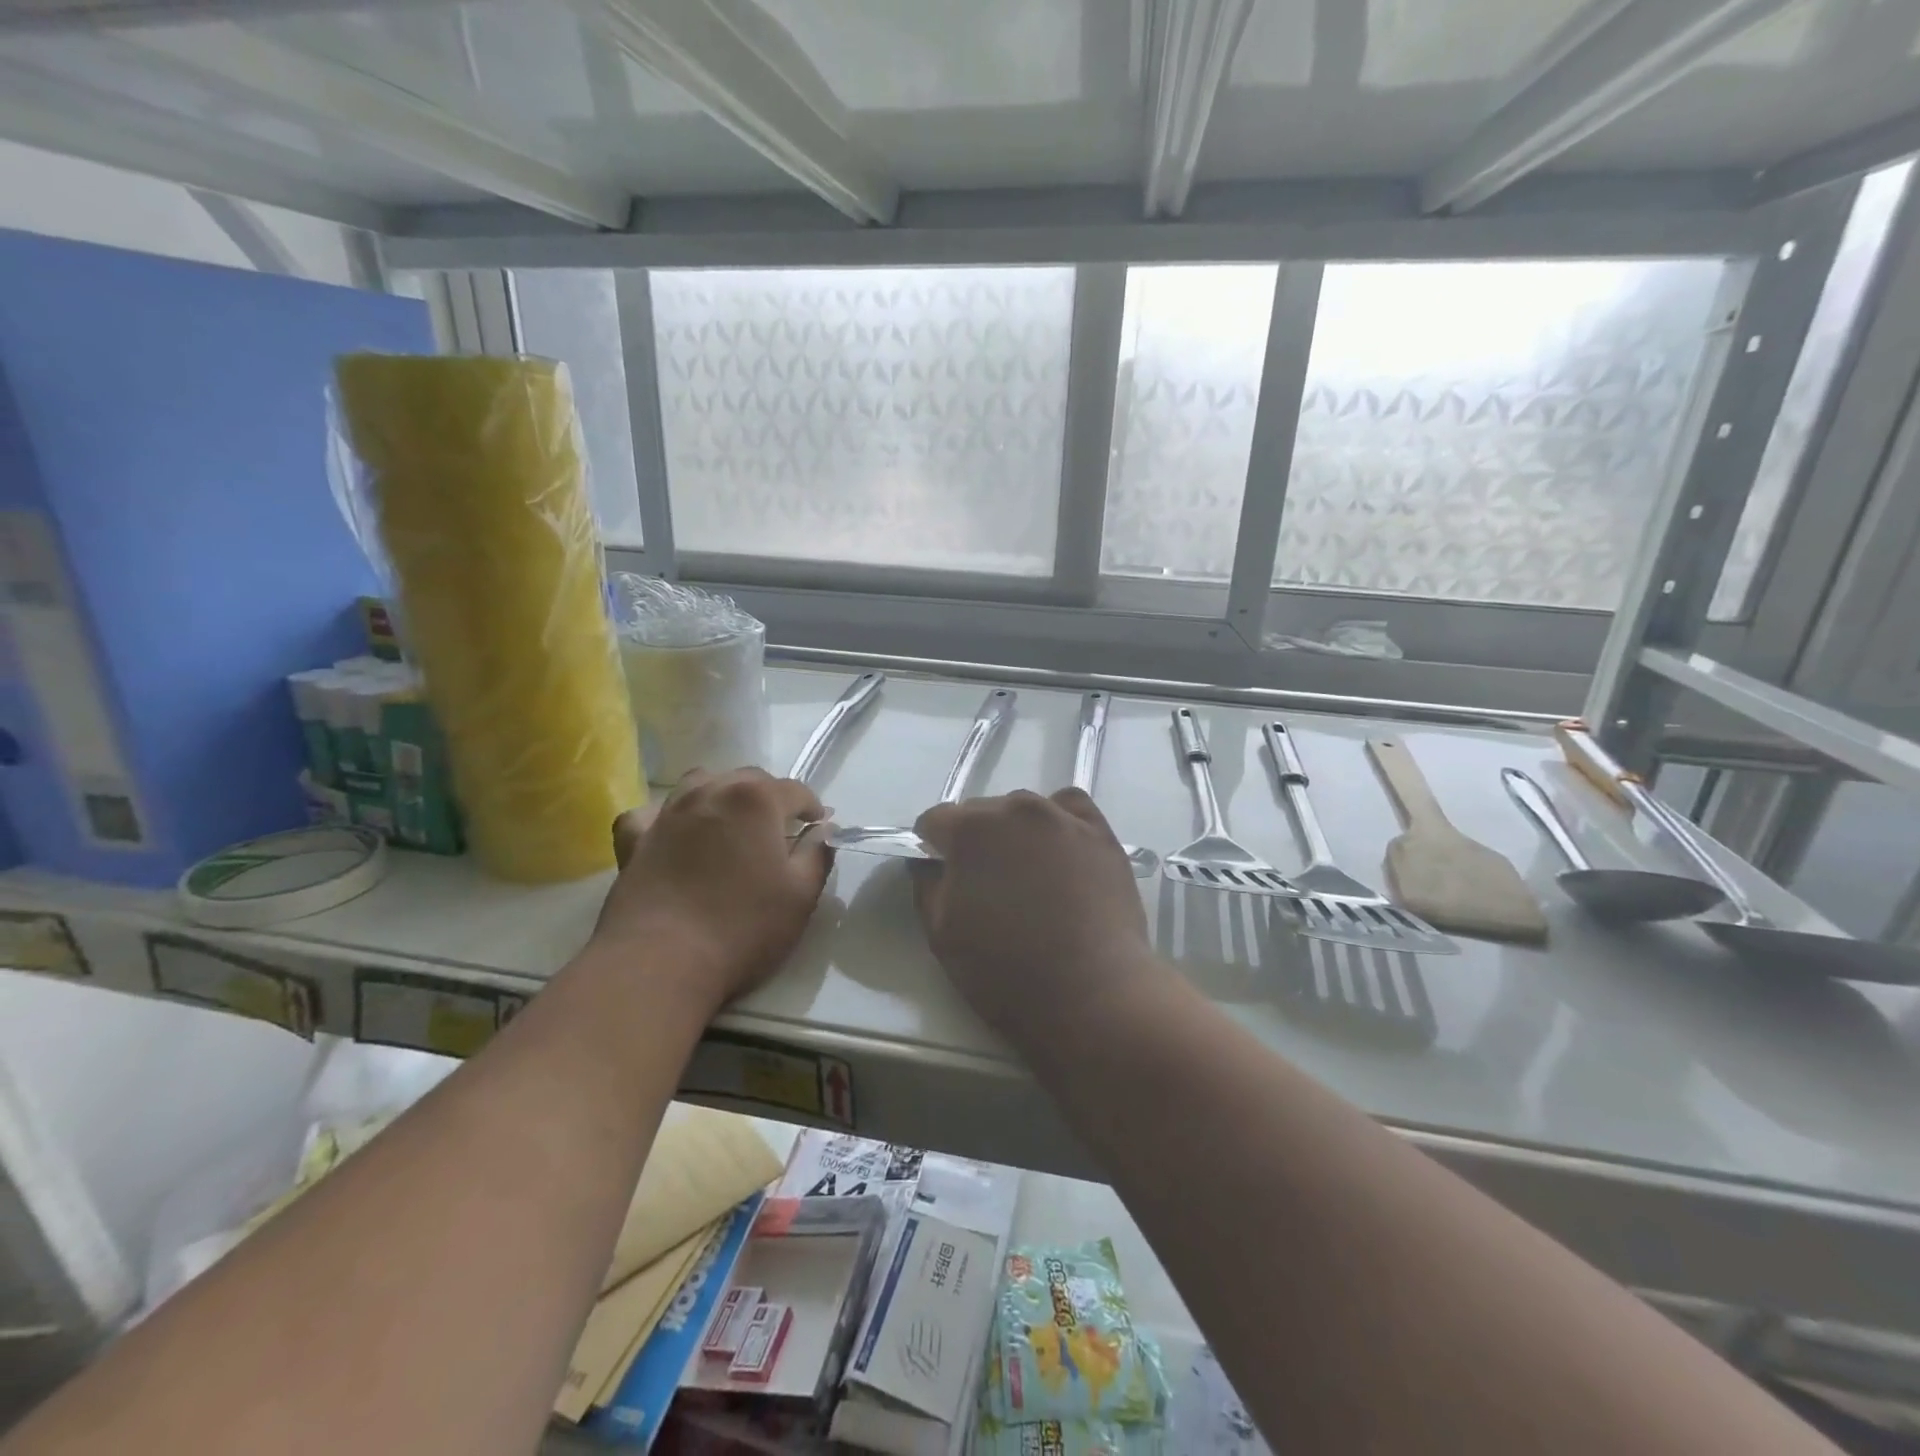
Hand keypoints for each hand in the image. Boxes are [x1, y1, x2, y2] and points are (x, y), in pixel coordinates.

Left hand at [594, 768, 831, 1009]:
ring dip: (721, 796)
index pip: (795, 790)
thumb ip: (817, 854)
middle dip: (770, 797)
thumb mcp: (801, 895)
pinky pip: (651, 814)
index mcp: (756, 799)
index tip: (819, 826)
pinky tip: (672, 833)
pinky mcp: (634, 841)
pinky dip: (666, 817)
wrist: (660, 963)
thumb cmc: (742, 928)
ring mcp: (667, 814)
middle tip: (781, 830)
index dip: (813, 807)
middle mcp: (710, 792)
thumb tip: (822, 830)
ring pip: (699, 784)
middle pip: (748, 780)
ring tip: (731, 824)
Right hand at [912, 789, 1157, 1040]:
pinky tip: (1061, 853)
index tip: (943, 876)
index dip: (933, 848)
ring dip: (1016, 833)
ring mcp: (1063, 817)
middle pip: (981, 812)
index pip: (935, 821)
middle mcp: (1016, 809)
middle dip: (975, 841)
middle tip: (987, 885)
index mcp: (971, 829)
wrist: (1090, 994)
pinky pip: (1069, 808)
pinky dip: (1058, 822)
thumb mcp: (942, 934)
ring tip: (1029, 876)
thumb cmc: (1006, 970)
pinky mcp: (1100, 833)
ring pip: (1024, 810)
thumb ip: (927, 885)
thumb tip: (929, 861)